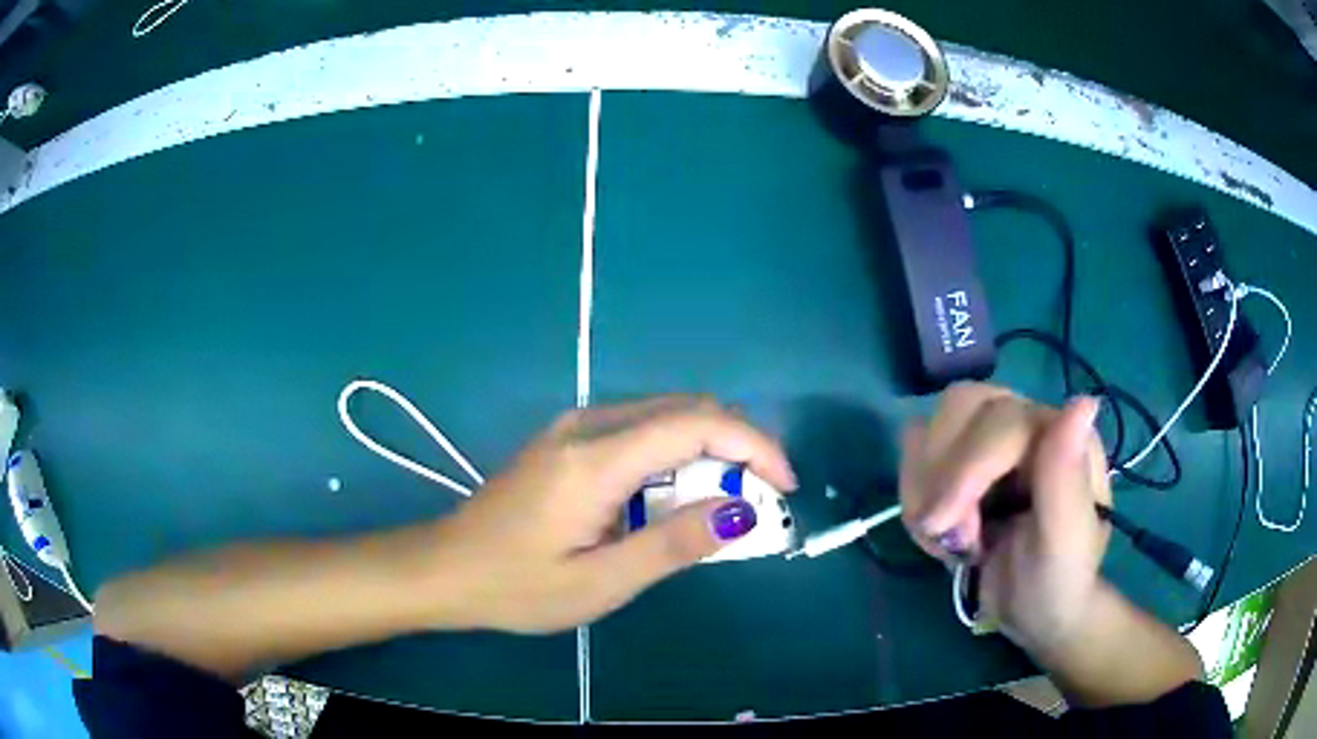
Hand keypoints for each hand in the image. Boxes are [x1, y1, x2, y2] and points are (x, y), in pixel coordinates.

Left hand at [430, 396, 796, 633]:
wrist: (445, 567)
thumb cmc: (517, 586)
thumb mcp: (600, 583)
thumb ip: (673, 544)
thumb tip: (743, 512)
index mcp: (596, 459)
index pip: (697, 424)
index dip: (754, 446)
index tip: (784, 486)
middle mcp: (588, 424)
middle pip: (687, 410)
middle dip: (738, 447)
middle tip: (761, 501)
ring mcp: (574, 426)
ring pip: (666, 416)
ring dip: (708, 452)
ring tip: (726, 505)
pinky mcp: (568, 439)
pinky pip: (641, 430)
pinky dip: (677, 455)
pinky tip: (676, 497)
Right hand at [899, 383, 1110, 653]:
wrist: (1032, 611)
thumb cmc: (1056, 584)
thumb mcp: (1066, 545)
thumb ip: (1067, 479)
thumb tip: (1085, 402)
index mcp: (1058, 434)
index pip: (997, 419)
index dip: (963, 471)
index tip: (941, 527)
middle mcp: (1024, 423)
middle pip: (959, 407)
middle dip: (942, 477)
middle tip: (955, 537)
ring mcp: (990, 440)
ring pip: (930, 429)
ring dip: (925, 492)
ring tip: (951, 540)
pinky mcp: (961, 460)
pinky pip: (916, 454)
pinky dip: (916, 497)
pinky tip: (941, 532)